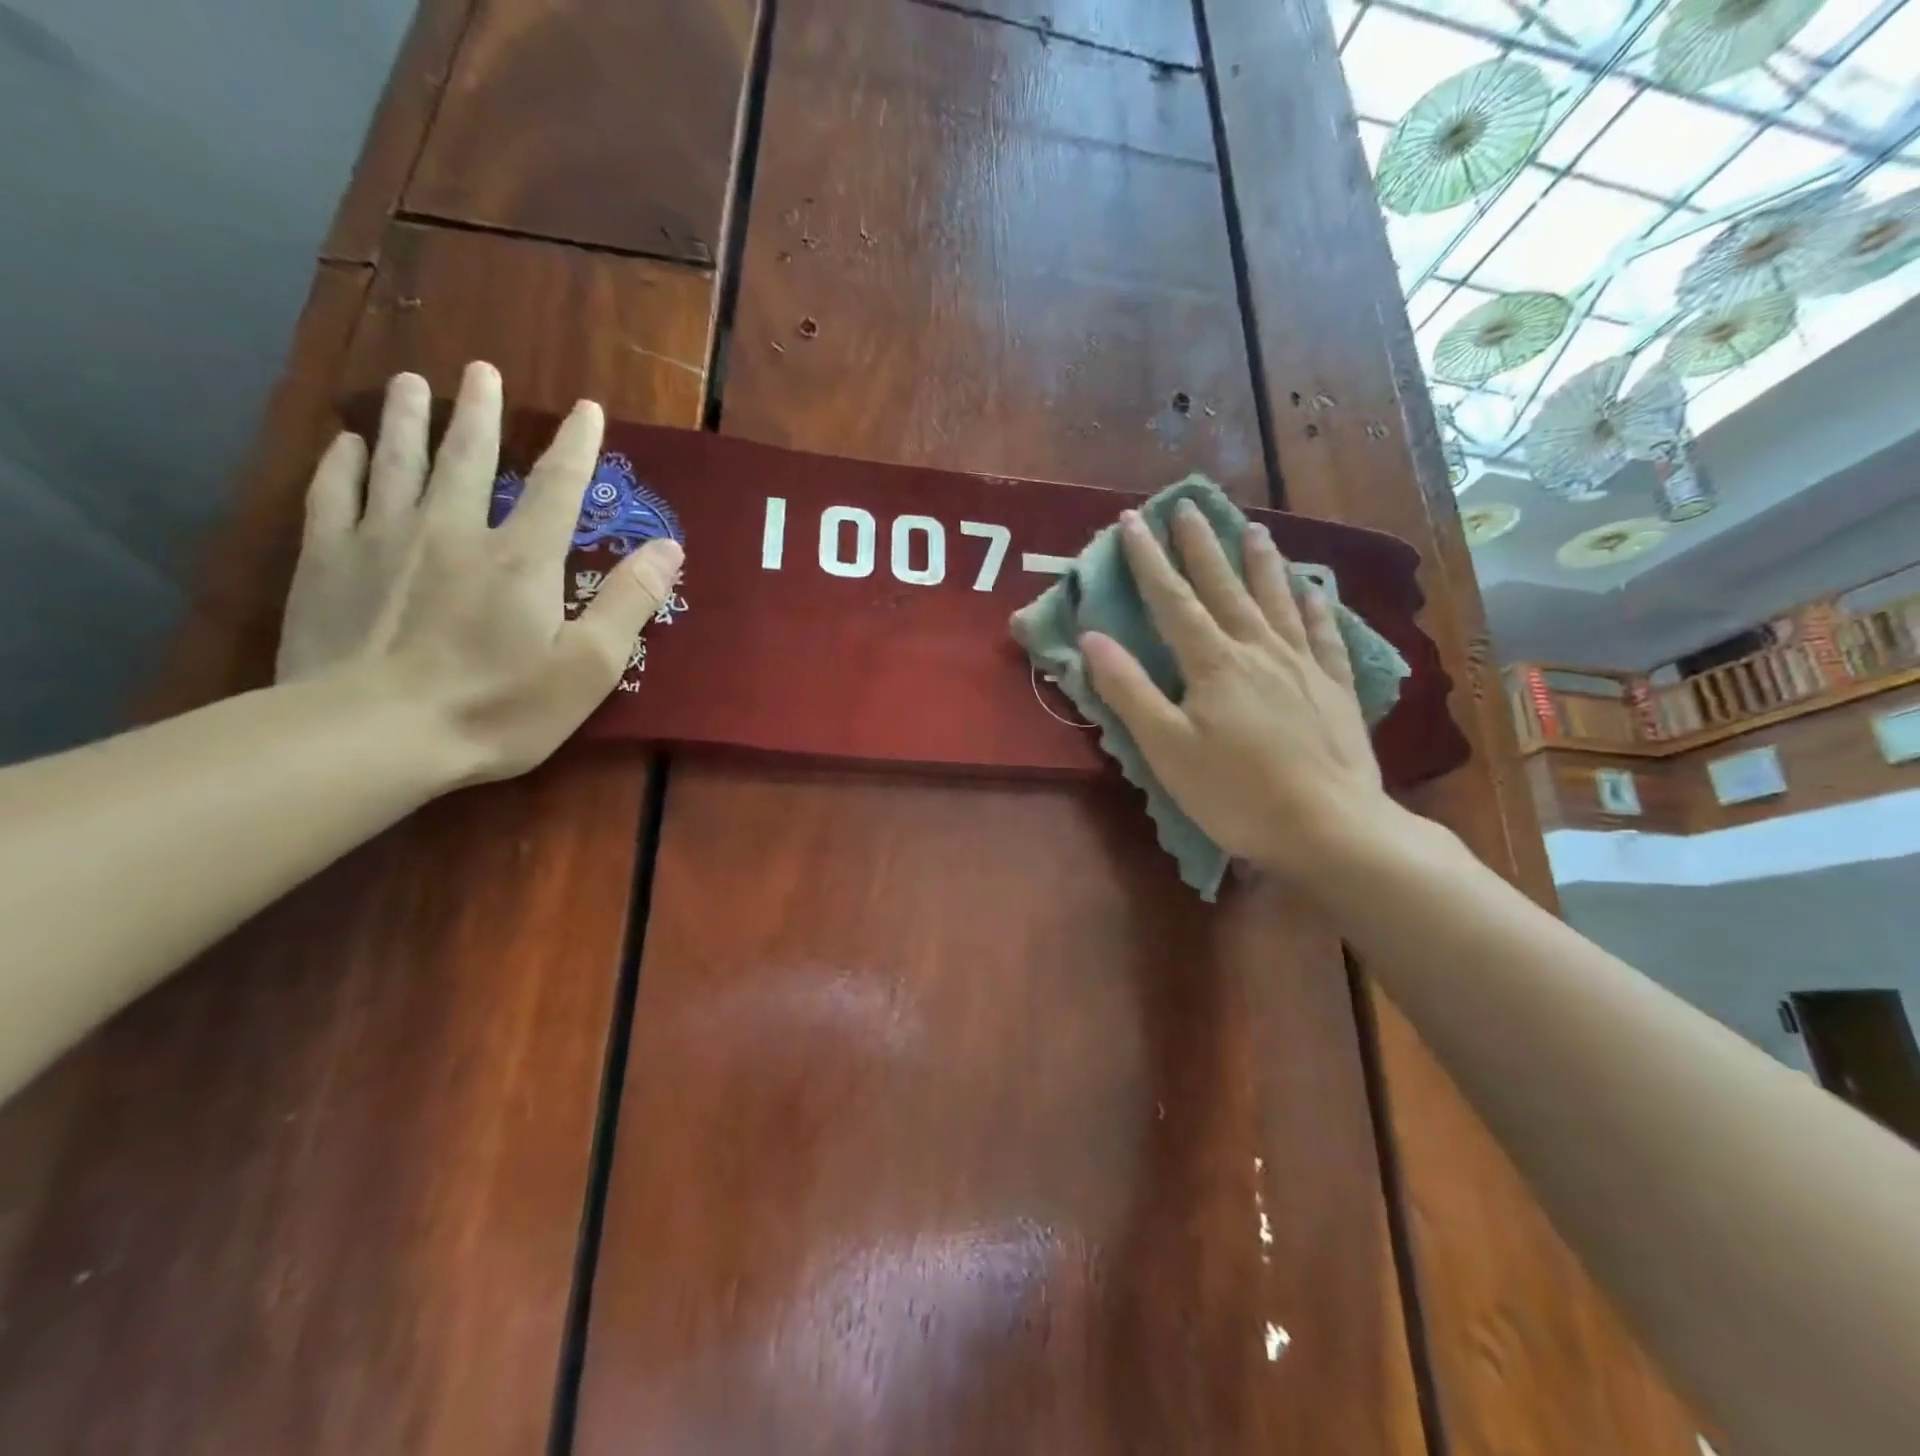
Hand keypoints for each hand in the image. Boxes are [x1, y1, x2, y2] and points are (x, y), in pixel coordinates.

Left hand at [276, 361, 683, 781]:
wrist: (373, 735)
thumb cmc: (498, 707)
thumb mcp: (589, 667)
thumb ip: (629, 603)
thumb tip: (670, 548)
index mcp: (521, 559)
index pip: (557, 487)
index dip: (577, 446)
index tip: (587, 409)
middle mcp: (453, 531)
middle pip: (468, 458)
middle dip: (480, 413)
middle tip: (480, 369)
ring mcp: (383, 541)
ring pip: (398, 463)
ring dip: (410, 420)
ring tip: (416, 383)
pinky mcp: (328, 562)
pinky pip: (334, 495)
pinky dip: (342, 464)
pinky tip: (347, 443)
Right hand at [1081, 502, 1403, 889]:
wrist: (1331, 827)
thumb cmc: (1236, 793)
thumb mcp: (1166, 748)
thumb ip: (1128, 690)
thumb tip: (1091, 638)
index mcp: (1212, 663)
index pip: (1172, 600)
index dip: (1148, 559)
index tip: (1132, 520)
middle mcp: (1258, 649)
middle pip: (1224, 587)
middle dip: (1201, 546)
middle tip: (1187, 506)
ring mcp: (1302, 665)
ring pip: (1276, 599)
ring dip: (1260, 562)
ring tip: (1252, 528)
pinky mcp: (1333, 687)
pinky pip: (1323, 634)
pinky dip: (1315, 606)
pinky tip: (1312, 588)